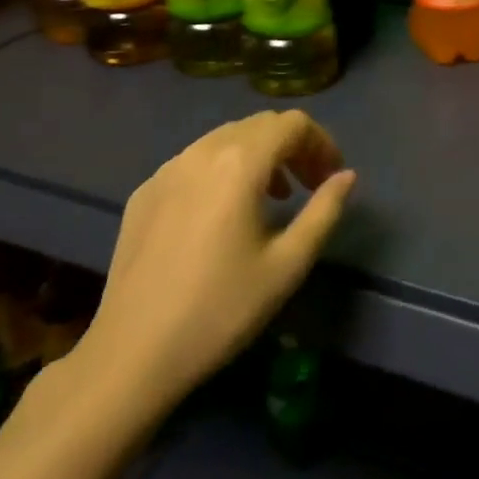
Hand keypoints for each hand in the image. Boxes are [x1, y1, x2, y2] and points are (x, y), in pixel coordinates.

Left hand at [63, 111, 355, 425]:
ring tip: (272, 198)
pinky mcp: (144, 192)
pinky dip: (222, 170)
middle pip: (260, 125)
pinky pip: (194, 162)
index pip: (292, 124)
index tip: (331, 177)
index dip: (321, 142)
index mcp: (240, 162)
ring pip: (225, 139)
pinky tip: (223, 215)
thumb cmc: (221, 310)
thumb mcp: (288, 265)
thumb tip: (346, 176)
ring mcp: (167, 169)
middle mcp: (202, 151)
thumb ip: (324, 211)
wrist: (132, 354)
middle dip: (292, 147)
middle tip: (309, 186)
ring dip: (258, 156)